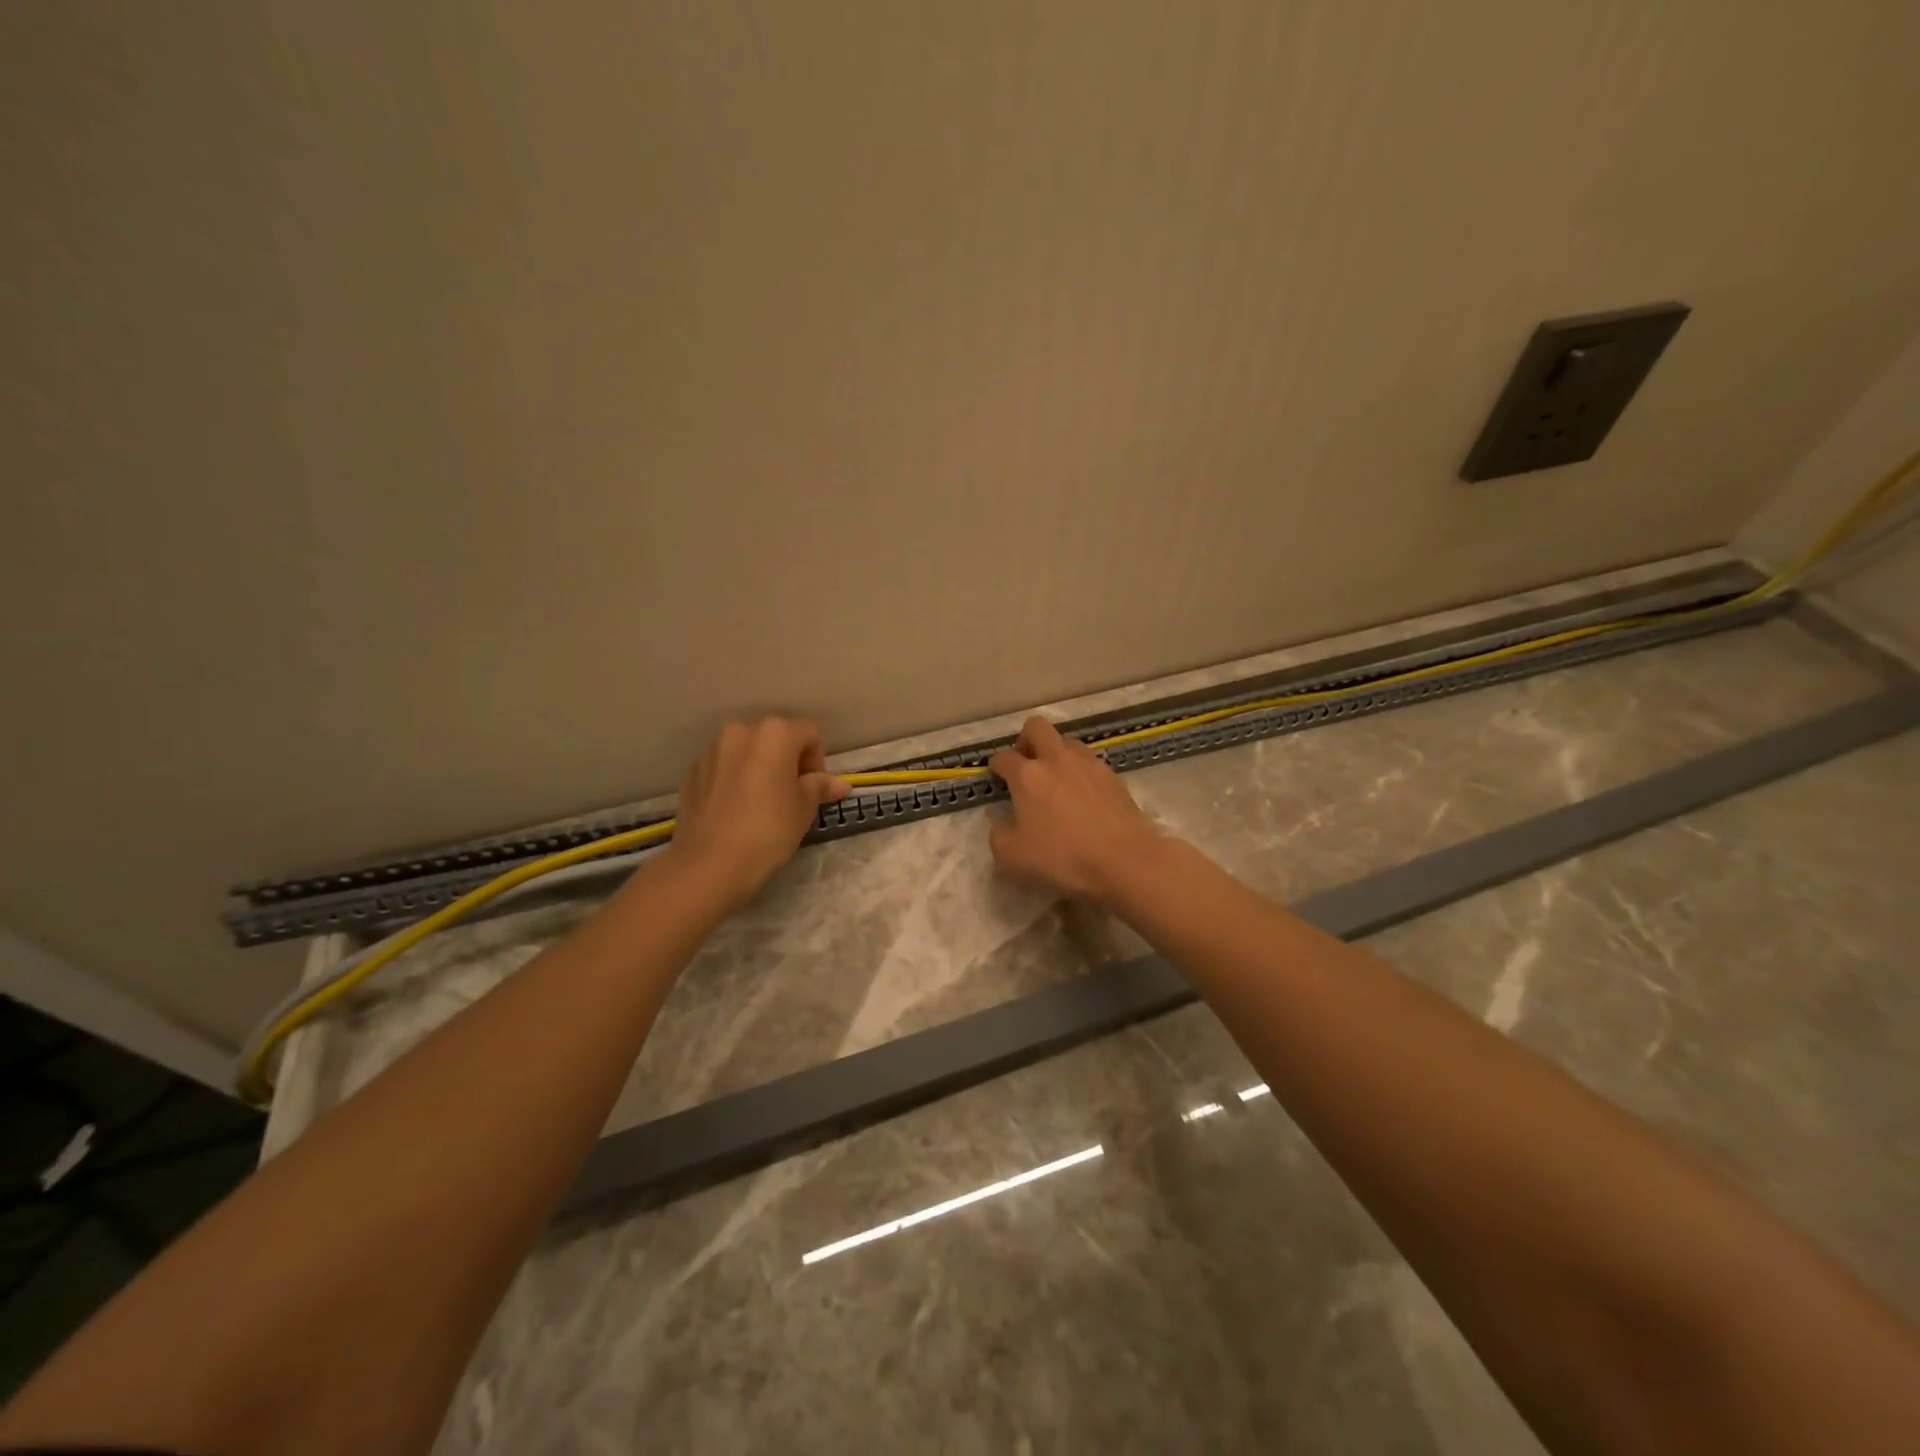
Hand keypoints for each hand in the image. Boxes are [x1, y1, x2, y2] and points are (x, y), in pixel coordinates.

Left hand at [667, 718, 849, 910]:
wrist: (709, 864)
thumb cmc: (768, 831)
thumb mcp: (804, 809)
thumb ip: (820, 787)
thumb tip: (839, 784)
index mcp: (775, 733)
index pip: (810, 732)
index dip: (817, 759)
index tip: (813, 789)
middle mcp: (741, 730)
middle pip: (776, 736)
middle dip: (788, 759)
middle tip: (790, 795)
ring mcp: (712, 748)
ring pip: (747, 749)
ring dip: (760, 766)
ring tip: (760, 802)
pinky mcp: (692, 769)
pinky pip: (724, 765)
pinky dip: (735, 777)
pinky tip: (736, 808)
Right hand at [988, 717, 1166, 905]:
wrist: (1124, 861)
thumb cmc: (1063, 858)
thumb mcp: (1013, 857)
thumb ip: (998, 835)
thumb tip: (997, 819)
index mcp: (1028, 775)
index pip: (1004, 757)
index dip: (996, 765)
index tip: (996, 775)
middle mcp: (1057, 759)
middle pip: (1037, 727)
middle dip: (1026, 740)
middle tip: (1026, 764)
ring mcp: (1089, 764)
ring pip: (1067, 741)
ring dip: (1057, 753)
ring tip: (1057, 780)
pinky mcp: (1113, 776)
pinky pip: (1091, 762)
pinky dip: (1081, 772)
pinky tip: (1084, 796)